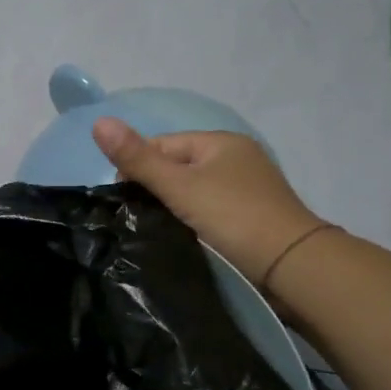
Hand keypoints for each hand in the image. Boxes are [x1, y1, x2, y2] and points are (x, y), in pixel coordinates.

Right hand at [92, 119, 324, 284]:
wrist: (292, 267)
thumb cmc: (232, 218)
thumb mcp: (178, 187)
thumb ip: (137, 159)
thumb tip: (98, 122)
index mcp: (220, 142)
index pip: (161, 145)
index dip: (137, 168)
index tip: (125, 199)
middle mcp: (236, 158)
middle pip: (177, 167)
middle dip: (155, 189)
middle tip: (141, 218)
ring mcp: (247, 188)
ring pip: (193, 191)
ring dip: (174, 207)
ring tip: (159, 229)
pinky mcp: (252, 216)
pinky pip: (210, 210)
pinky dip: (194, 220)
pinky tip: (185, 236)